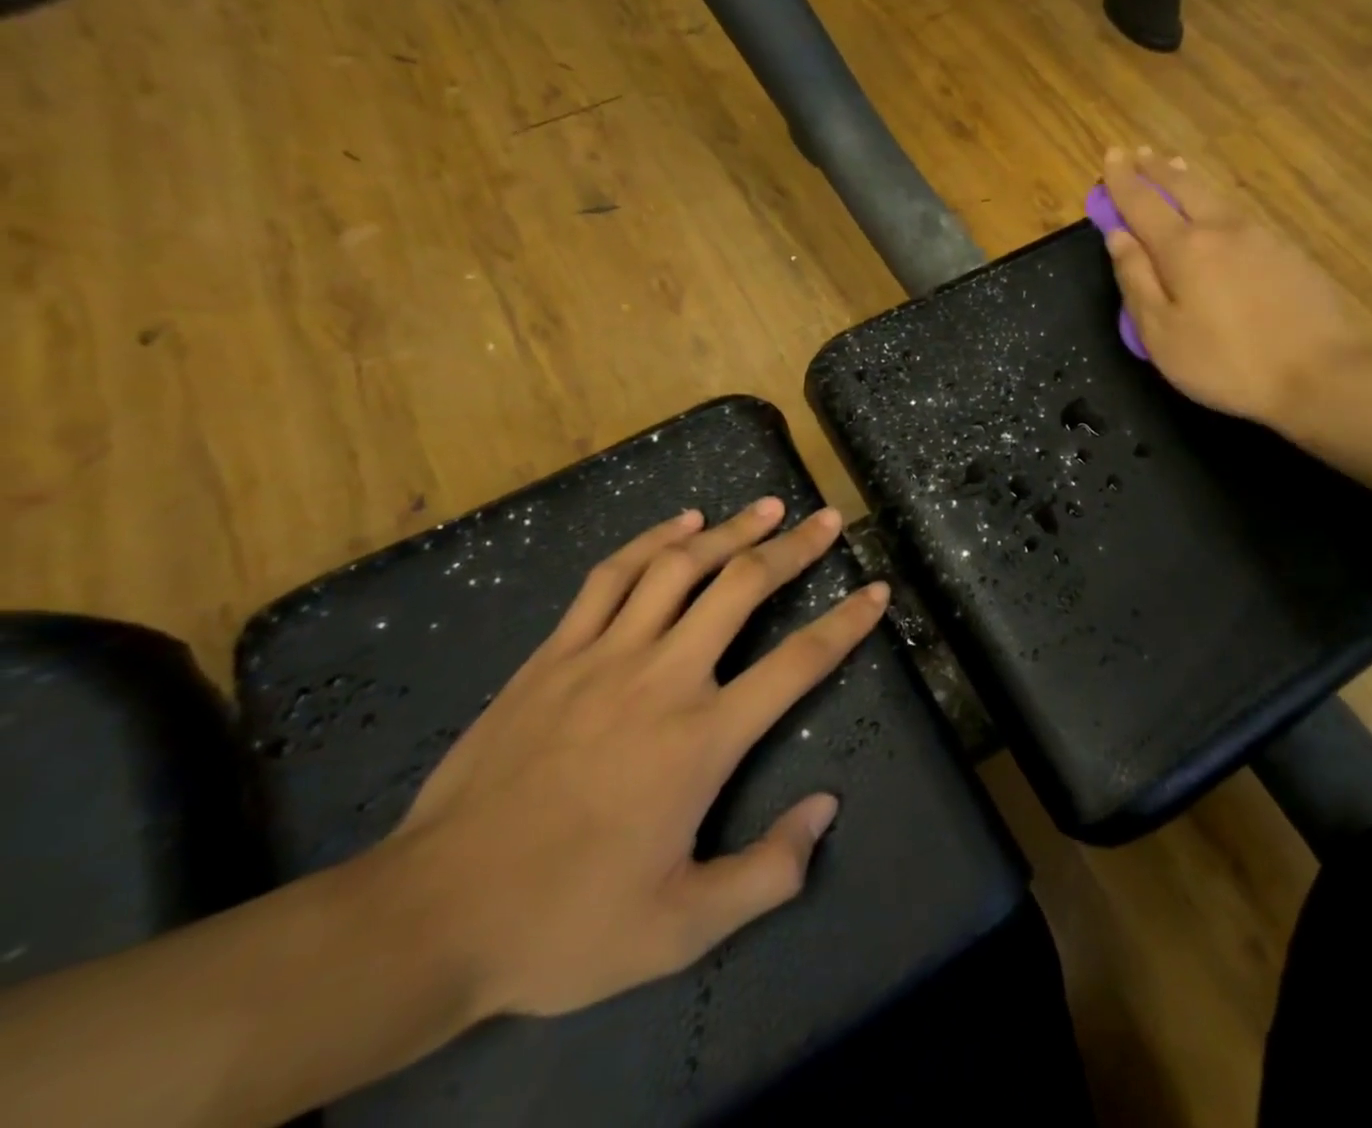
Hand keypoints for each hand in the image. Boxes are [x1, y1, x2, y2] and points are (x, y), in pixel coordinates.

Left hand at [383, 499, 887, 1018]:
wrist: (431, 914)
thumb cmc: (566, 922)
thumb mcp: (682, 929)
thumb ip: (767, 872)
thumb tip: (826, 809)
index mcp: (703, 739)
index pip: (798, 663)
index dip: (847, 622)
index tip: (877, 590)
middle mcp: (664, 678)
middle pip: (743, 588)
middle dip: (795, 547)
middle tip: (827, 519)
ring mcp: (605, 656)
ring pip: (680, 567)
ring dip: (731, 530)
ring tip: (768, 506)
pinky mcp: (555, 653)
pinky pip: (611, 577)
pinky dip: (652, 539)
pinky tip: (682, 522)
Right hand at [1102, 146, 1369, 432]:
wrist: (1322, 372)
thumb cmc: (1226, 361)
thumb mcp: (1162, 334)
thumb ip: (1136, 281)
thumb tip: (1118, 237)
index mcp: (1183, 248)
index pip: (1143, 203)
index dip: (1122, 181)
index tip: (1110, 155)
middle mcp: (1221, 229)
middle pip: (1182, 187)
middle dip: (1155, 169)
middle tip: (1137, 153)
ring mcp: (1259, 236)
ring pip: (1214, 195)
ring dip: (1186, 178)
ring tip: (1172, 166)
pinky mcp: (1286, 251)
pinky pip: (1237, 211)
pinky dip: (1214, 199)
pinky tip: (1216, 207)